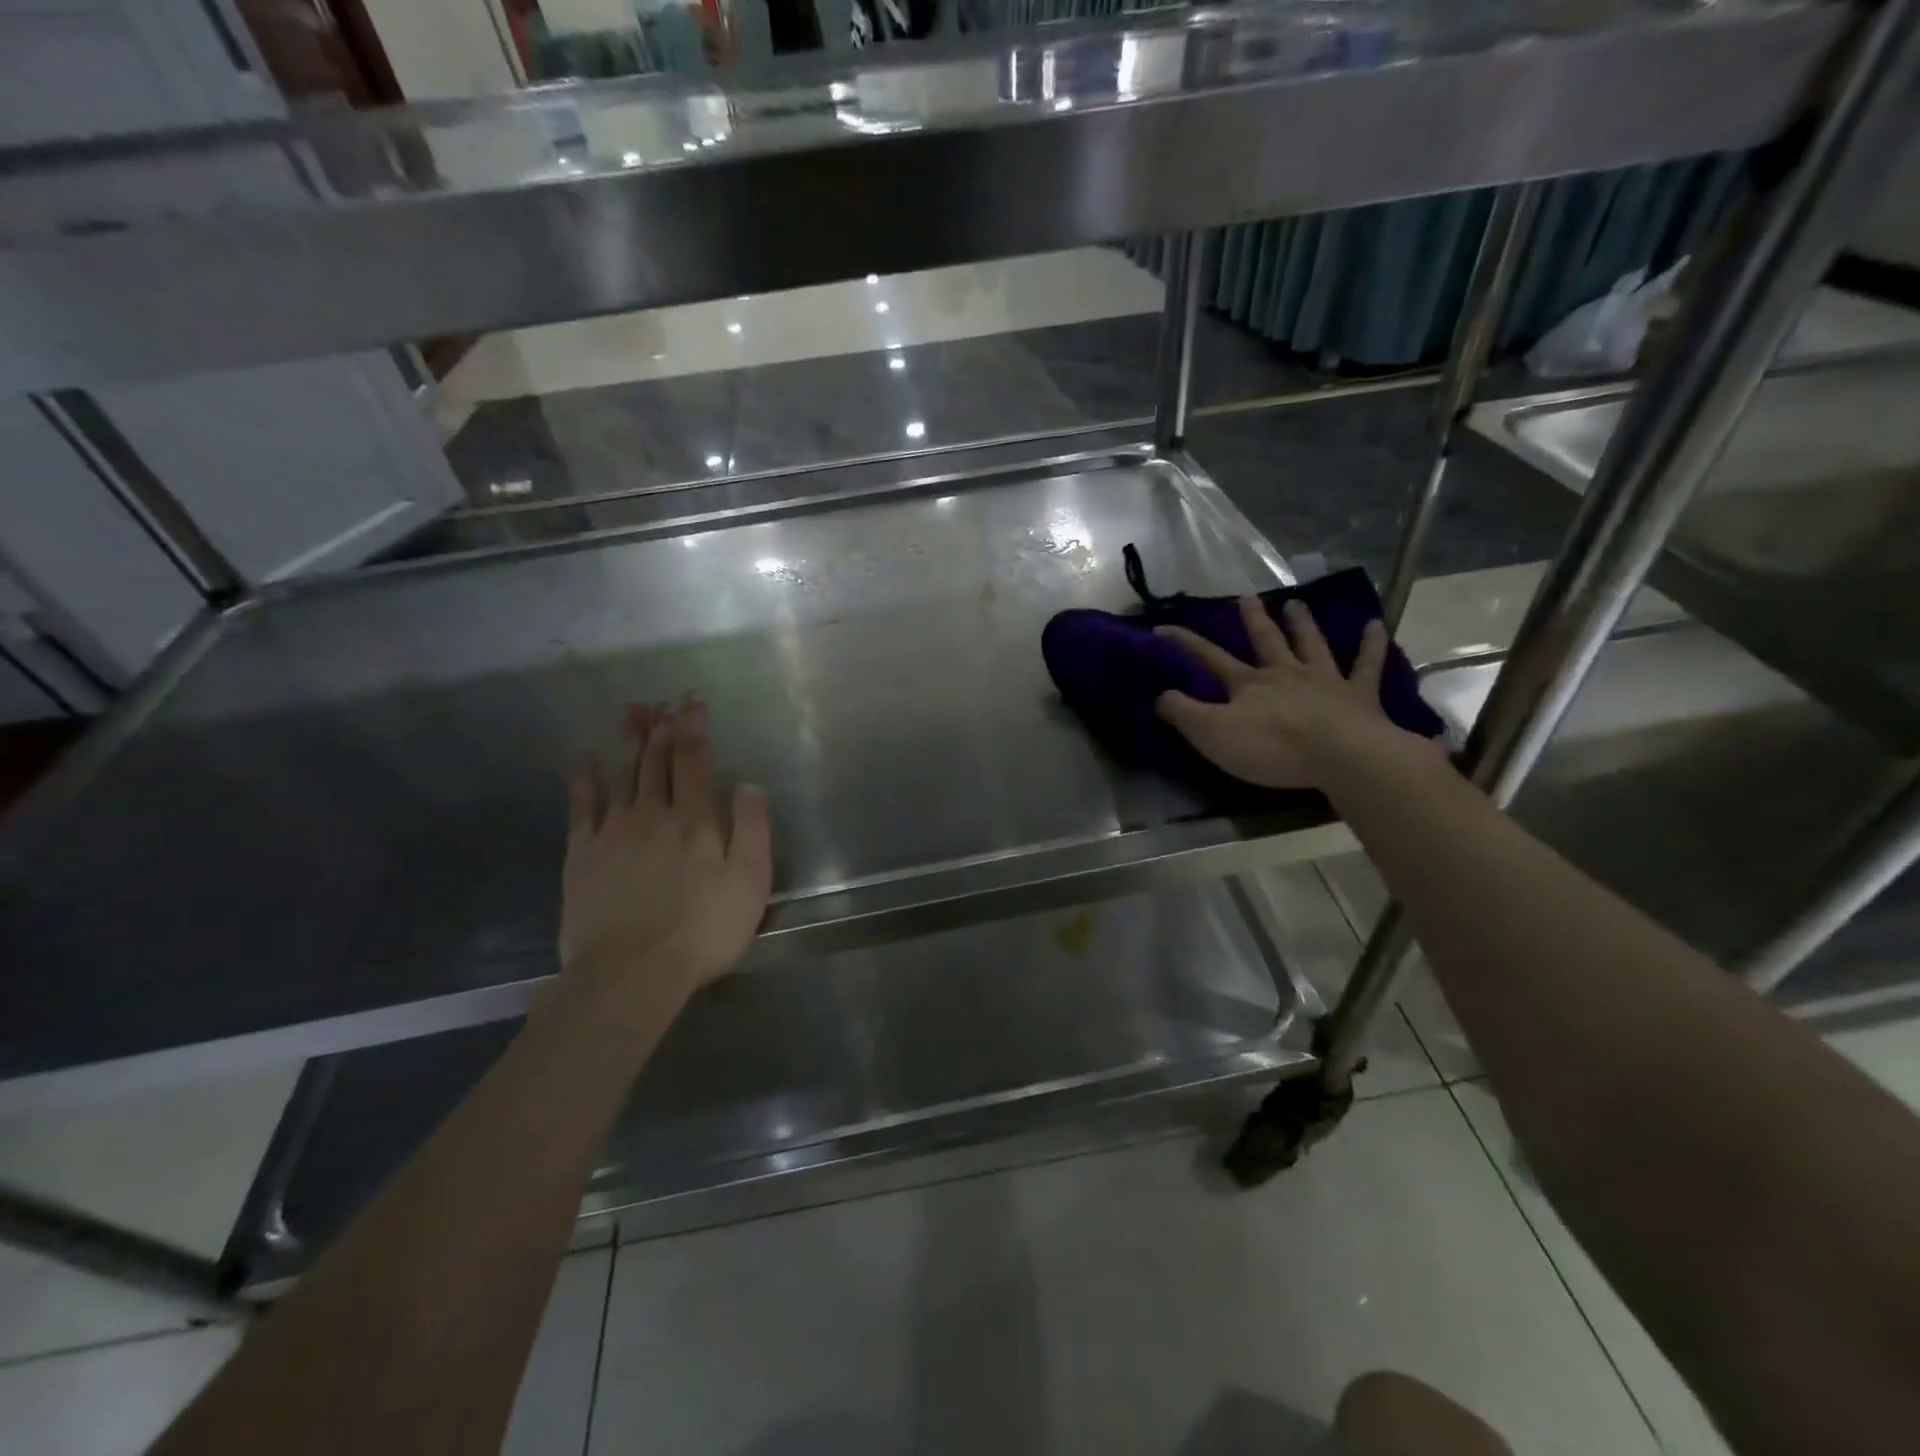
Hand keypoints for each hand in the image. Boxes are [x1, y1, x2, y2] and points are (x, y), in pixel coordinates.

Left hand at [560, 696, 771, 1008]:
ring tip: (632, 711)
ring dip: (630, 741)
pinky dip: (585, 778)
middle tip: (663, 700)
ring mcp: (614, 832)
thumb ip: (753, 828)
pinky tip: (585, 757)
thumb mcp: (751, 882)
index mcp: (696, 820)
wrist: (632, 973)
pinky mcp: (583, 854)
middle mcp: (653, 814)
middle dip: (663, 726)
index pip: (695, 760)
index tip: (693, 700)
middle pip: (657, 761)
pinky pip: (583, 806)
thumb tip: (748, 784)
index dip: (694, 727)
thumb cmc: (704, 930)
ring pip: (624, 774)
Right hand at [1155, 596, 1425, 790]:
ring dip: (1302, 623)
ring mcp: (1324, 680)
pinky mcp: (1359, 695)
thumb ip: (1183, 713)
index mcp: (1248, 684)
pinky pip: (1366, 664)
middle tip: (1247, 597)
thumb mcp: (1212, 734)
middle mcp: (1284, 673)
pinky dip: (1371, 644)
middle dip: (1253, 620)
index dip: (1185, 643)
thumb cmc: (1272, 747)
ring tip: (1296, 603)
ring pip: (1311, 644)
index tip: (1163, 628)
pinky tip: (1375, 625)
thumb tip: (1160, 695)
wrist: (1341, 755)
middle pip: (1266, 641)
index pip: (1209, 658)